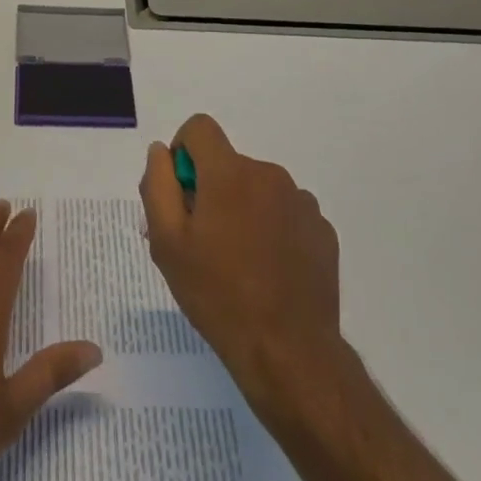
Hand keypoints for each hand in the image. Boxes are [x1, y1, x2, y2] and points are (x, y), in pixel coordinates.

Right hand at [141, 113, 343, 421]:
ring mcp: (301, 202)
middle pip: (228, 164)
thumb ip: (158, 185)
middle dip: (212, 190)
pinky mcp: (322, 230)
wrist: (288, 352)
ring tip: (238, 264)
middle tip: (203, 243)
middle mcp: (269, 174)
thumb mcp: (167, 243)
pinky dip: (273, 230)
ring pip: (258, 189)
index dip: (183, 153)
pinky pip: (286, 214)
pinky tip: (269, 273)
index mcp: (229, 173)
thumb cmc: (218, 295)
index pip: (200, 128)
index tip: (182, 195)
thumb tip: (161, 152)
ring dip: (243, 210)